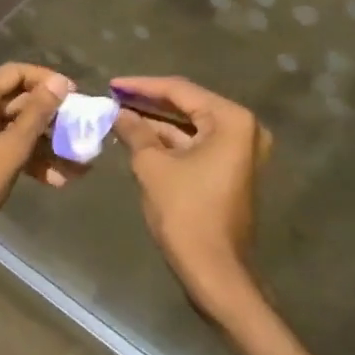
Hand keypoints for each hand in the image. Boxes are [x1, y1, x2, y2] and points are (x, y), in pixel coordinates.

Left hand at [0, 63, 75, 261]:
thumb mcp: (11, 150)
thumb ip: (37, 114)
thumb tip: (60, 82)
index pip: (16, 72)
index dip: (47, 80)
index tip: (74, 95)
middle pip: (17, 100)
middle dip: (50, 118)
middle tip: (79, 131)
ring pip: (13, 127)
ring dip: (43, 143)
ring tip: (76, 164)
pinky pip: (3, 145)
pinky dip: (26, 157)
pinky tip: (54, 179)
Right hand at [111, 76, 270, 317]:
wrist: (215, 270)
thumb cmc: (186, 212)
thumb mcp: (153, 166)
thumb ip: (135, 132)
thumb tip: (117, 113)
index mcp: (231, 120)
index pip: (180, 90)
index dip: (142, 86)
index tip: (111, 84)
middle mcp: (243, 129)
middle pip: (188, 105)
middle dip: (149, 101)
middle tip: (114, 96)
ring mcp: (239, 151)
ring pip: (191, 126)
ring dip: (157, 121)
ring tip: (120, 113)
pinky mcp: (230, 170)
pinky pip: (197, 144)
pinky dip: (169, 140)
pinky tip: (139, 136)